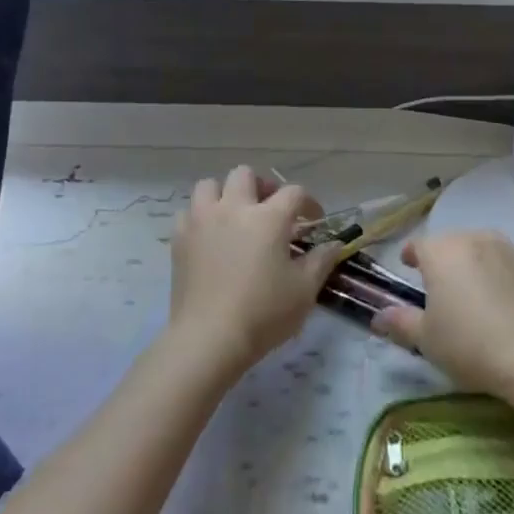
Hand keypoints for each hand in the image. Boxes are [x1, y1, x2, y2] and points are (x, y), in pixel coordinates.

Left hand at [167, 165, 340, 376]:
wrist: (209, 339)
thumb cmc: (264, 313)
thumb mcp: (305, 290)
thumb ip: (321, 260)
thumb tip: (334, 244)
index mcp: (268, 218)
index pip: (293, 192)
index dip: (308, 202)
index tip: (312, 219)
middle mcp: (233, 209)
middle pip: (245, 175)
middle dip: (261, 187)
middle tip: (270, 210)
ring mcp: (201, 221)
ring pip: (210, 186)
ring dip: (225, 195)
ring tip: (235, 217)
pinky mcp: (179, 239)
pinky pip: (189, 212)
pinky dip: (201, 217)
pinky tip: (210, 237)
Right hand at [372, 230, 513, 393]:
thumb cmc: (468, 343)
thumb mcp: (426, 338)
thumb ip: (400, 322)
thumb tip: (379, 317)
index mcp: (442, 252)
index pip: (419, 245)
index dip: (411, 255)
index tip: (408, 266)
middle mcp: (473, 240)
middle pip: (450, 243)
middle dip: (442, 259)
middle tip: (438, 286)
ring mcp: (506, 250)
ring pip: (479, 249)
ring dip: (470, 263)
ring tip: (469, 290)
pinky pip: (504, 264)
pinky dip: (496, 275)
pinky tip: (498, 301)